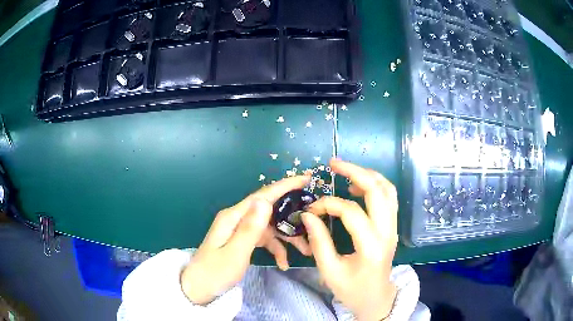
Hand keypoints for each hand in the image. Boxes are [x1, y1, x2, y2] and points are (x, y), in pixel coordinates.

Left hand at [181, 175, 311, 304]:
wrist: (199, 288)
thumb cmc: (215, 272)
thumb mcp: (235, 253)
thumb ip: (250, 228)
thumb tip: (265, 200)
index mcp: (233, 216)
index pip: (263, 195)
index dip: (285, 186)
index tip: (307, 178)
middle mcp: (237, 218)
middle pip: (270, 211)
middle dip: (292, 217)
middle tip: (314, 222)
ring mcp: (240, 229)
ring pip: (270, 227)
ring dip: (287, 238)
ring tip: (305, 251)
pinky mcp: (242, 240)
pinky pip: (264, 239)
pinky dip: (275, 249)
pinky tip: (283, 263)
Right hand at [302, 159, 398, 320]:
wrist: (376, 298)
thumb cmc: (352, 289)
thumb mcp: (330, 271)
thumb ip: (319, 241)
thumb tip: (308, 215)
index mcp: (371, 246)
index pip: (351, 212)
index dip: (328, 205)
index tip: (311, 209)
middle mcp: (387, 232)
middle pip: (378, 190)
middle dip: (355, 171)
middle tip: (333, 163)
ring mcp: (393, 227)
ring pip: (388, 190)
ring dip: (368, 175)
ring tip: (346, 172)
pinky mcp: (393, 227)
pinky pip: (389, 198)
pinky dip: (376, 185)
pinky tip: (359, 186)